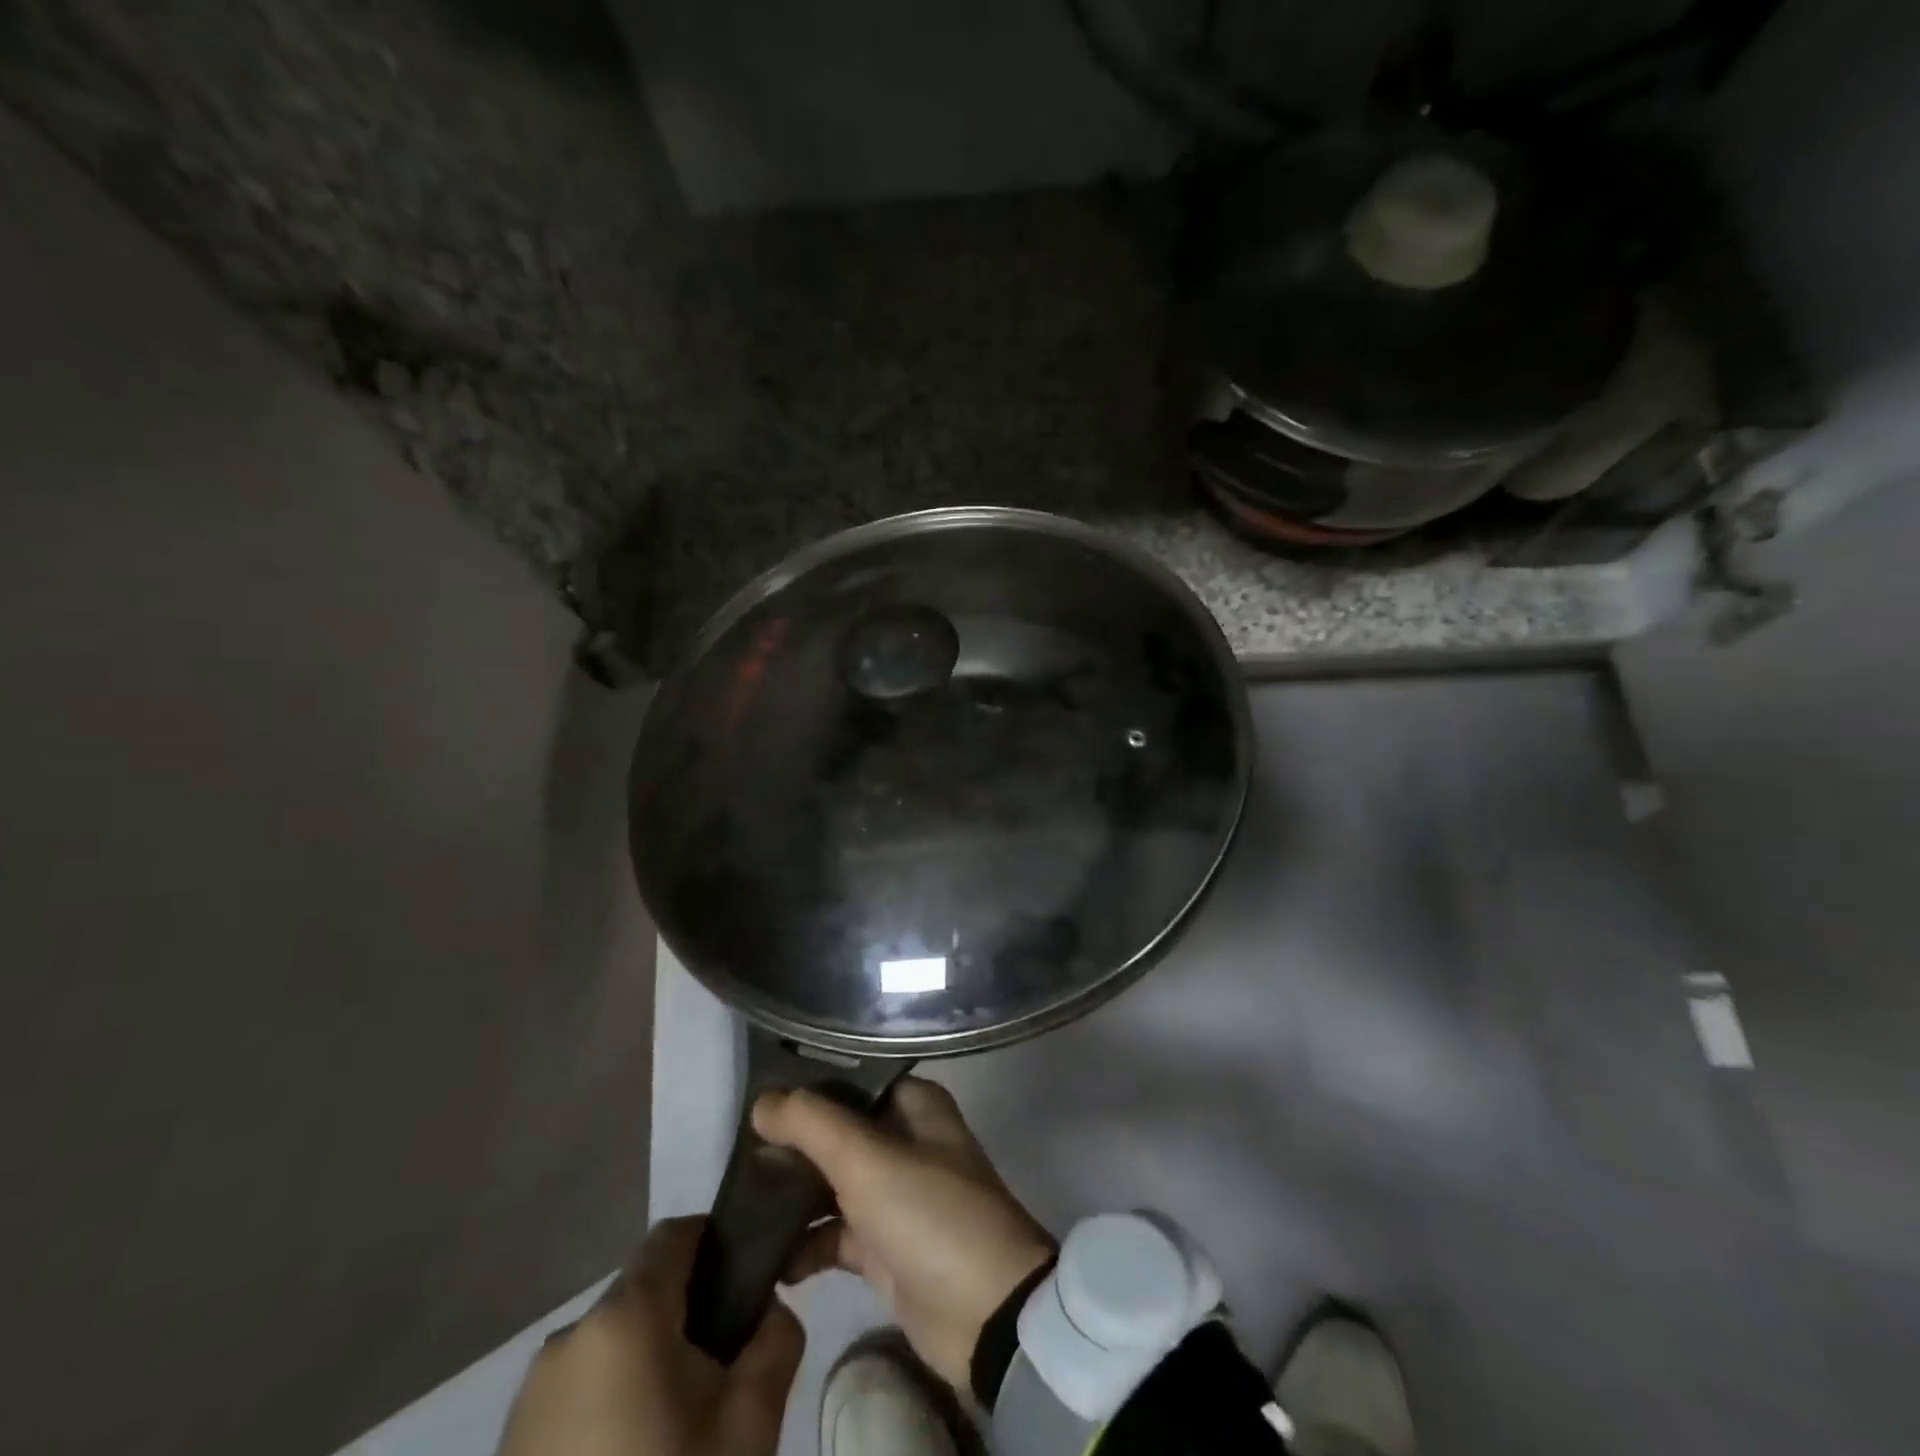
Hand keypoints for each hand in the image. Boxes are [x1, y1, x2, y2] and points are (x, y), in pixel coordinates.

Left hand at [496, 1217, 801, 1455]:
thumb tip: (769, 1311)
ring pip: (613, 1340)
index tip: (748, 1280)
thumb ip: (776, 1341)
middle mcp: (569, 1337)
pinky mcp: (510, 1443)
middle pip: (645, 1289)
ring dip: (650, 1357)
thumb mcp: (749, 1425)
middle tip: (724, 1368)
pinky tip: (633, 1454)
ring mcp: (530, 1394)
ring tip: (680, 1425)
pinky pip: (579, 1387)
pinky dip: (614, 1397)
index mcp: (623, 1317)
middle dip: (689, 1310)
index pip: (675, 1234)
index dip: (716, 1241)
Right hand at [755, 1077, 1052, 1391]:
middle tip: (736, 1151)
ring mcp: (894, 1196)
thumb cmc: (930, 1215)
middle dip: (792, 1142)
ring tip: (737, 1202)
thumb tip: (762, 1101)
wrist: (985, 1315)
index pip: (852, 1080)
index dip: (808, 1085)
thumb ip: (812, 1125)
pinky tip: (767, 1258)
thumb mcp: (868, 1160)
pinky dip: (804, 1244)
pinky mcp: (883, 1248)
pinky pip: (834, 1234)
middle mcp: (905, 1141)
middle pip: (837, 1132)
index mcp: (914, 1106)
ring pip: (832, 1183)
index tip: (757, 1093)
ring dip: (792, 1194)